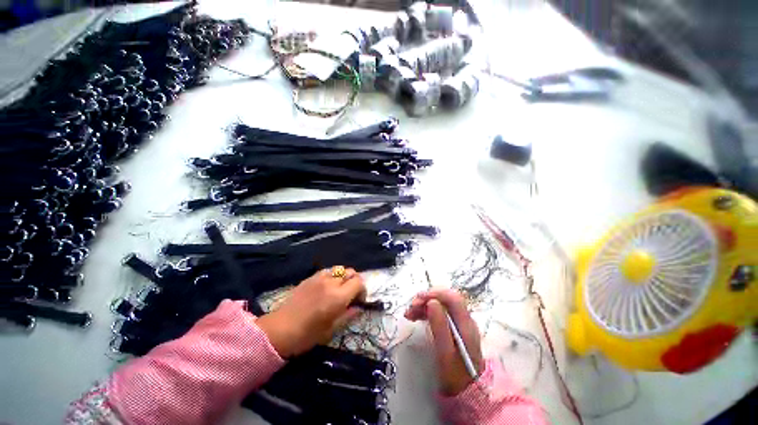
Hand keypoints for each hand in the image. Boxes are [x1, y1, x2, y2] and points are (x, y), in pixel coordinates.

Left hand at [256, 267, 365, 357]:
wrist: (280, 330)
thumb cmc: (308, 335)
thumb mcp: (332, 329)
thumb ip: (349, 315)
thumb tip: (359, 307)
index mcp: (338, 297)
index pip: (359, 283)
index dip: (362, 290)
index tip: (358, 300)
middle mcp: (331, 283)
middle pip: (351, 272)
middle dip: (355, 281)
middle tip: (350, 294)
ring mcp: (320, 278)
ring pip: (339, 269)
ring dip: (343, 277)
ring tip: (339, 289)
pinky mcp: (311, 277)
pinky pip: (327, 271)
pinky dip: (332, 275)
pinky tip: (327, 286)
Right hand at [404, 288, 483, 395]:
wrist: (467, 392)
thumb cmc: (455, 375)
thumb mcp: (445, 353)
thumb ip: (440, 326)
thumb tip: (432, 302)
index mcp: (465, 324)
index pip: (452, 298)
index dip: (435, 293)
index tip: (418, 299)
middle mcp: (463, 319)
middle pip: (444, 300)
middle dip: (426, 299)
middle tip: (411, 307)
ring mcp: (458, 323)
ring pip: (440, 305)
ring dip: (423, 305)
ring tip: (409, 314)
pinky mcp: (452, 327)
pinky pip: (438, 313)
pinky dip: (425, 312)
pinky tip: (415, 317)